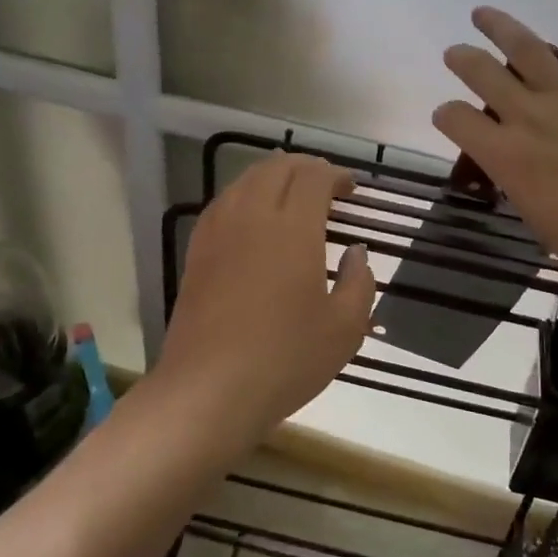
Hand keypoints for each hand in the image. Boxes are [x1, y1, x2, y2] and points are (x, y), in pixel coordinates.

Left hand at [155, 154, 376, 440]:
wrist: (208, 389)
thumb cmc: (285, 359)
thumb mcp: (344, 328)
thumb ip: (360, 282)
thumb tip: (356, 254)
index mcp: (293, 228)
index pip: (313, 177)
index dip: (335, 174)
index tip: (351, 188)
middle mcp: (252, 216)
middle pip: (276, 168)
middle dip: (305, 167)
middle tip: (326, 185)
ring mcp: (218, 231)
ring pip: (245, 180)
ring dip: (273, 176)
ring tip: (291, 192)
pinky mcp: (197, 251)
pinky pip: (223, 203)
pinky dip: (244, 194)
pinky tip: (252, 216)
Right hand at [433, 0, 557, 326]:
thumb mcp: (536, 217)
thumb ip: (517, 181)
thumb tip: (515, 164)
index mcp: (505, 155)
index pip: (455, 118)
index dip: (445, 114)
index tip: (449, 116)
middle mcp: (529, 116)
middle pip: (481, 73)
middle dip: (462, 60)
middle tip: (456, 54)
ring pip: (526, 48)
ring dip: (499, 26)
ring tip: (482, 13)